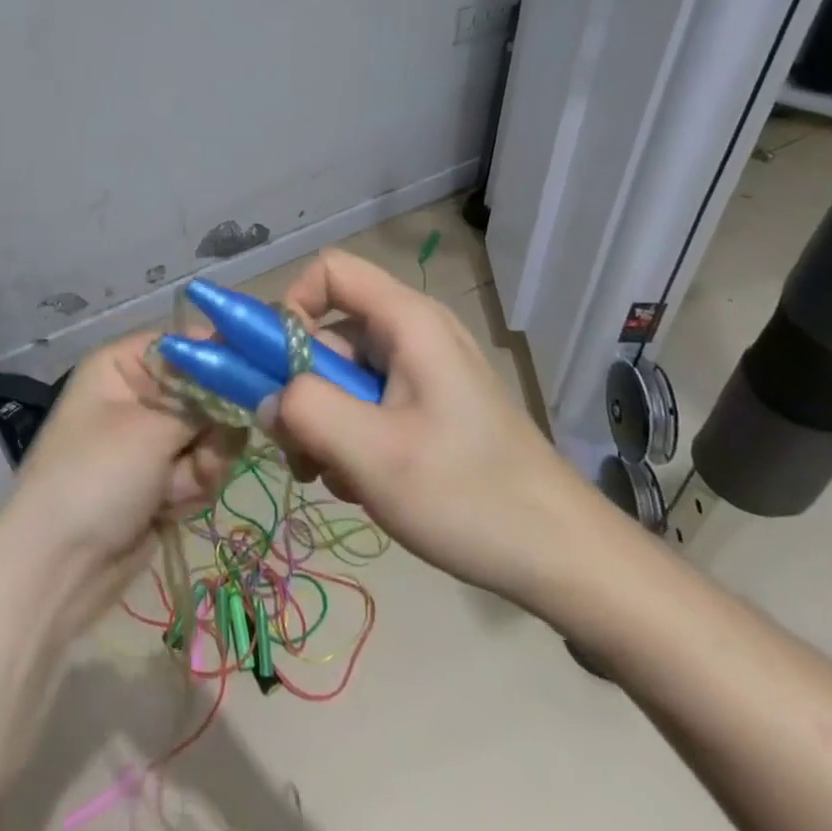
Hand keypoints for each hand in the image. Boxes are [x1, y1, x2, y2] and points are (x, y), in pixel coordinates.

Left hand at [0, 332, 242, 631]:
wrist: (59, 568)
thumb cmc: (97, 477)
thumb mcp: (152, 429)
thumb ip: (204, 402)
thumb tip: (244, 376)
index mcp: (123, 365)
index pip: (186, 343)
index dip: (221, 357)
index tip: (256, 376)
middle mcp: (139, 394)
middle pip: (206, 391)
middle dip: (212, 426)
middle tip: (203, 452)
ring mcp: (151, 439)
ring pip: (211, 434)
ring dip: (202, 464)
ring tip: (176, 488)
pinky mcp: (163, 478)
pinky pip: (202, 468)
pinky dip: (193, 488)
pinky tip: (170, 507)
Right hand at [261, 250, 594, 606]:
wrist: (565, 559)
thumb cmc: (470, 496)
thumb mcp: (373, 455)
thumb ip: (306, 411)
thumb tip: (266, 397)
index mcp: (407, 321)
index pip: (328, 271)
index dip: (291, 306)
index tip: (279, 369)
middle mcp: (413, 333)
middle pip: (329, 331)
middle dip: (303, 387)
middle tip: (300, 449)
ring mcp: (423, 371)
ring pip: (343, 374)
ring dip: (323, 422)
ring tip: (336, 478)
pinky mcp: (429, 406)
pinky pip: (367, 402)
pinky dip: (350, 437)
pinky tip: (362, 484)